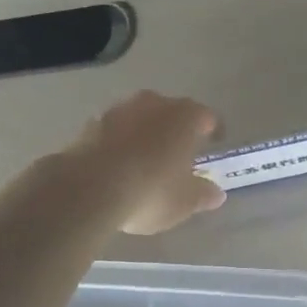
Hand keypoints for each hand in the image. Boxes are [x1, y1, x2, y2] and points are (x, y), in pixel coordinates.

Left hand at [64, 91, 226, 235]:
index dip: (213, 130)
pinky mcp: (91, 123)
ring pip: (140, 117)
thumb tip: (217, 193)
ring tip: (145, 158)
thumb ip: (202, 195)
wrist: (89, 187)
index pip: (207, 116)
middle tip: (178, 151)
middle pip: (171, 111)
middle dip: (176, 128)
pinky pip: (114, 130)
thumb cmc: (150, 191)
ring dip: (144, 132)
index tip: (214, 141)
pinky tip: (117, 164)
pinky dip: (119, 142)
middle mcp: (155, 103)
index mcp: (185, 116)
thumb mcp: (184, 202)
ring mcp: (120, 110)